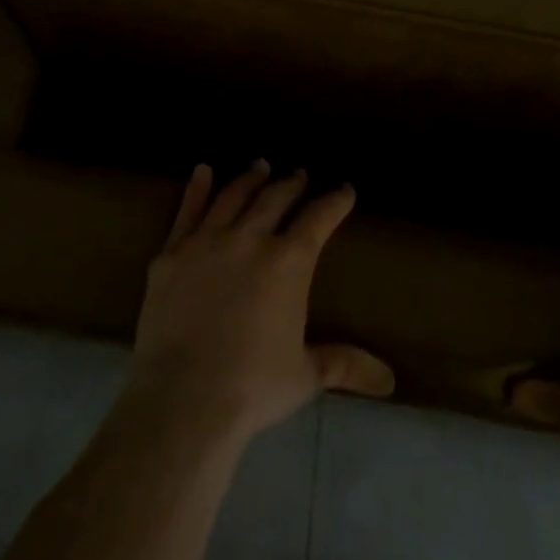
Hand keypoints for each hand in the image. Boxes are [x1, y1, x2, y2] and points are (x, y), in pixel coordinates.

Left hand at [125, 161, 395, 446]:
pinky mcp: (171, 252)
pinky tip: (202, 171)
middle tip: (299, 173)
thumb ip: (343, 365)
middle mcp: (250, 239)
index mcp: (289, 262)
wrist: (185, 394)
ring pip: (233, 196)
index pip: (318, 219)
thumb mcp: (305, 375)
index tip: (344, 189)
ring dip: (249, 179)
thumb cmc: (253, 385)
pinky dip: (197, 188)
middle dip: (291, 183)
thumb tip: (388, 380)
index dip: (335, 201)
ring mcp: (206, 241)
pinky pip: (187, 210)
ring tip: (259, 165)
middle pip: (275, 199)